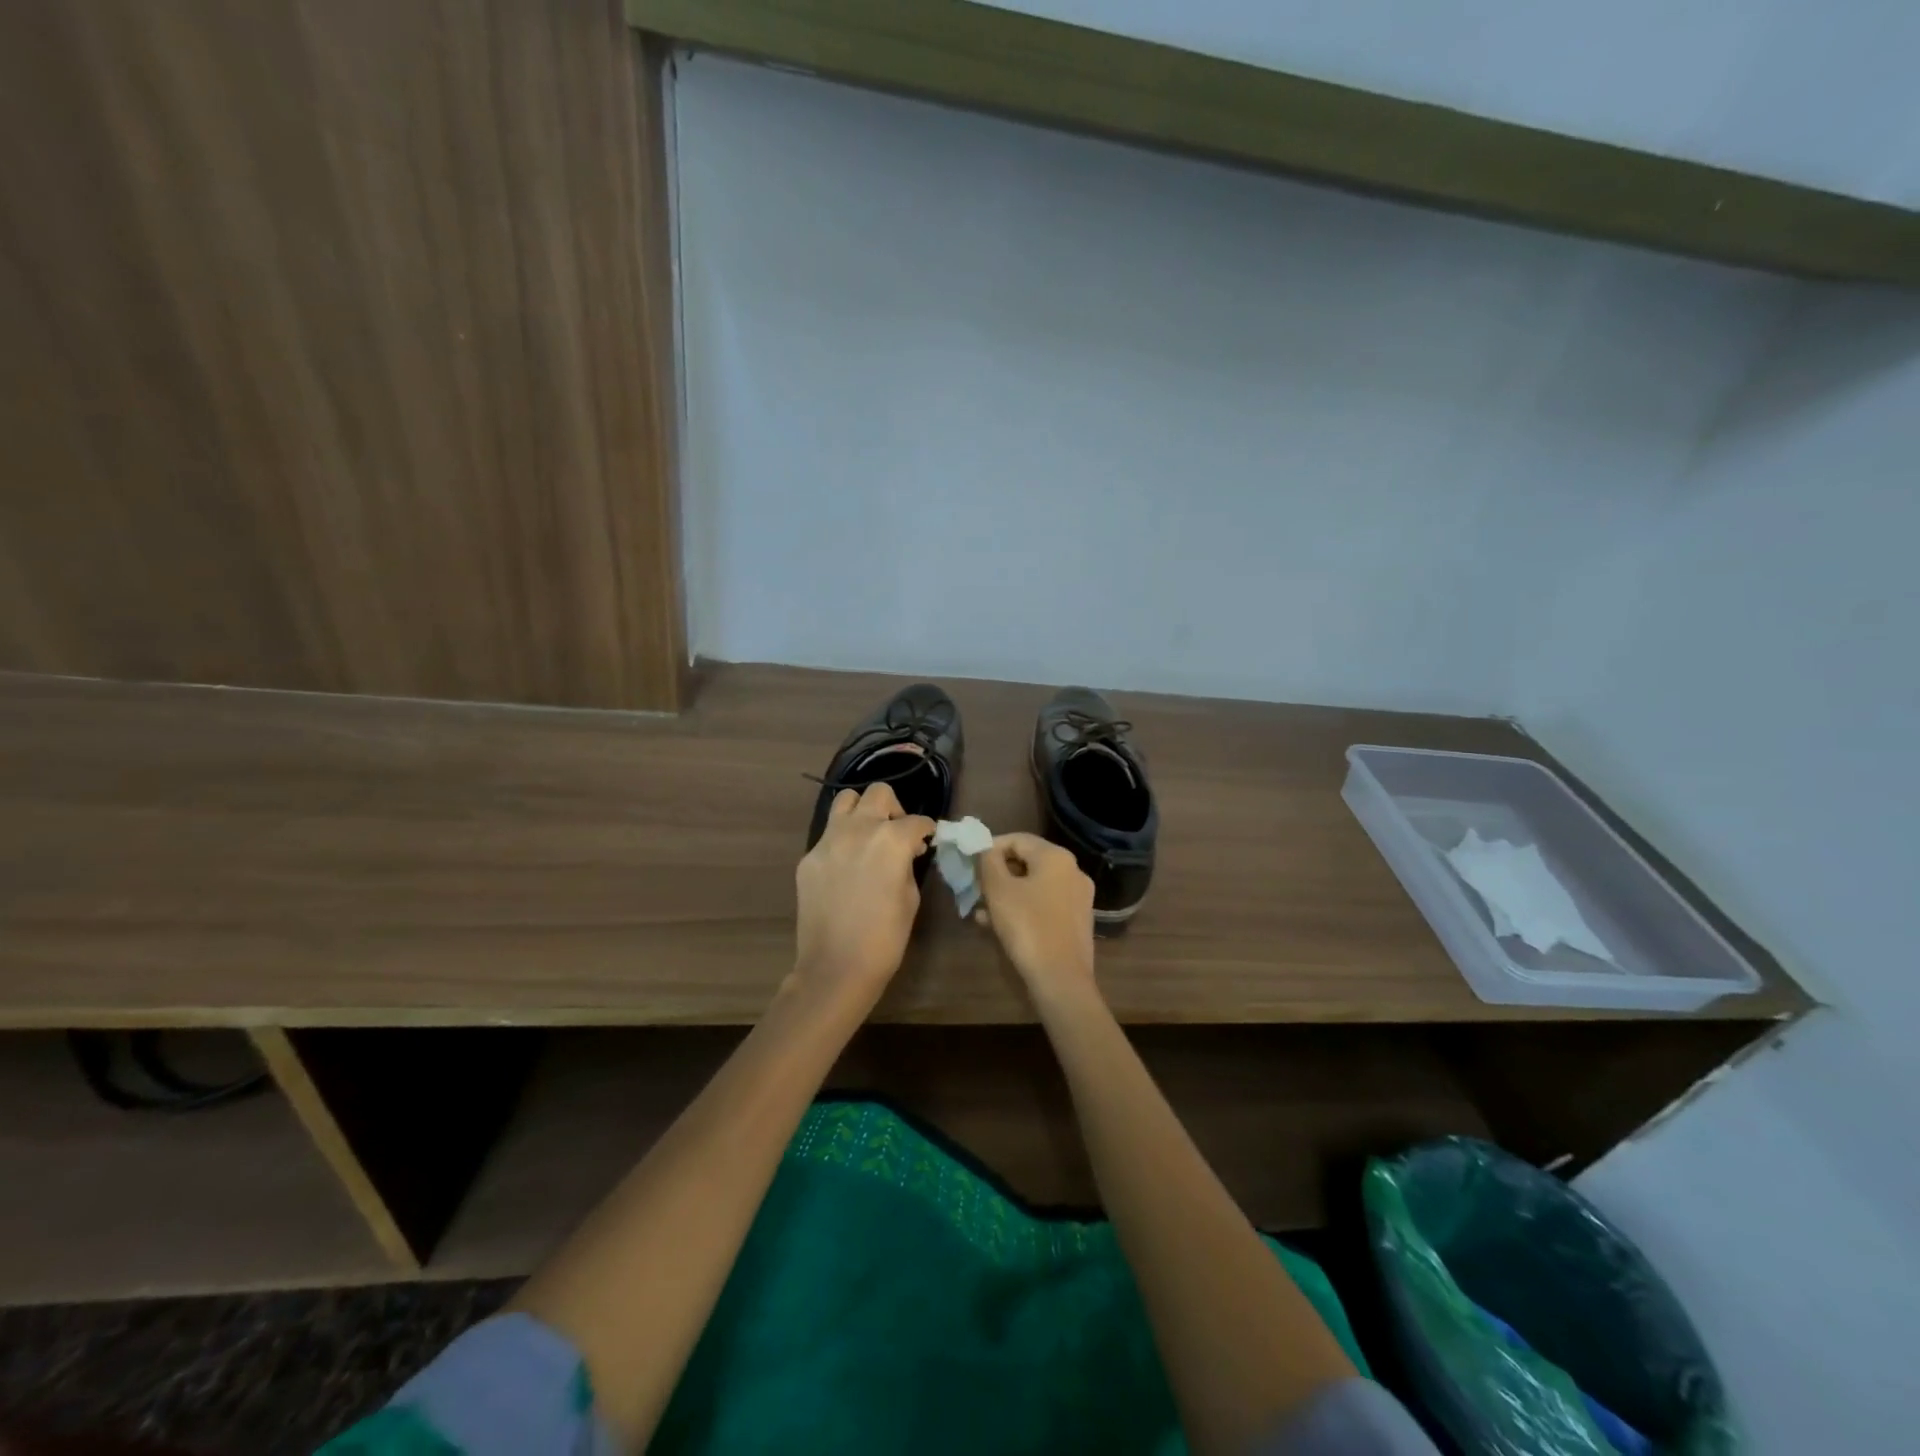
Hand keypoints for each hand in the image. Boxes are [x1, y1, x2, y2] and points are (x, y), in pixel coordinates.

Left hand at [792, 781, 933, 1007]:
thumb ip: (907, 864)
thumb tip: (906, 852)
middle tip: (898, 834)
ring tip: (869, 837)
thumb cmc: (885, 938)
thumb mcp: (910, 897)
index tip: (927, 840)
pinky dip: (843, 840)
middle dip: (894, 809)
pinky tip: (847, 867)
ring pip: (846, 800)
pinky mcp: (808, 857)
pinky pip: (829, 835)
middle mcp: (858, 829)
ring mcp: (828, 840)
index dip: (926, 830)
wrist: (836, 967)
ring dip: (863, 812)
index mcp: (891, 840)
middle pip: (879, 794)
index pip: (917, 821)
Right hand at [976, 833, 1096, 1000]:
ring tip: (981, 911)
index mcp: (1056, 857)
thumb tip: (985, 848)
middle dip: (998, 874)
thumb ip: (988, 862)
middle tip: (974, 888)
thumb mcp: (998, 890)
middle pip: (1027, 862)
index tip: (970, 864)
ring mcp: (1078, 898)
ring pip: (1034, 886)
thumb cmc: (1027, 927)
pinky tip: (999, 926)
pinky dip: (1022, 908)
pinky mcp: (1077, 921)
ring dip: (1007, 894)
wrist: (1061, 979)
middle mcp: (1073, 871)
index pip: (1017, 839)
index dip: (990, 847)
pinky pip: (1044, 905)